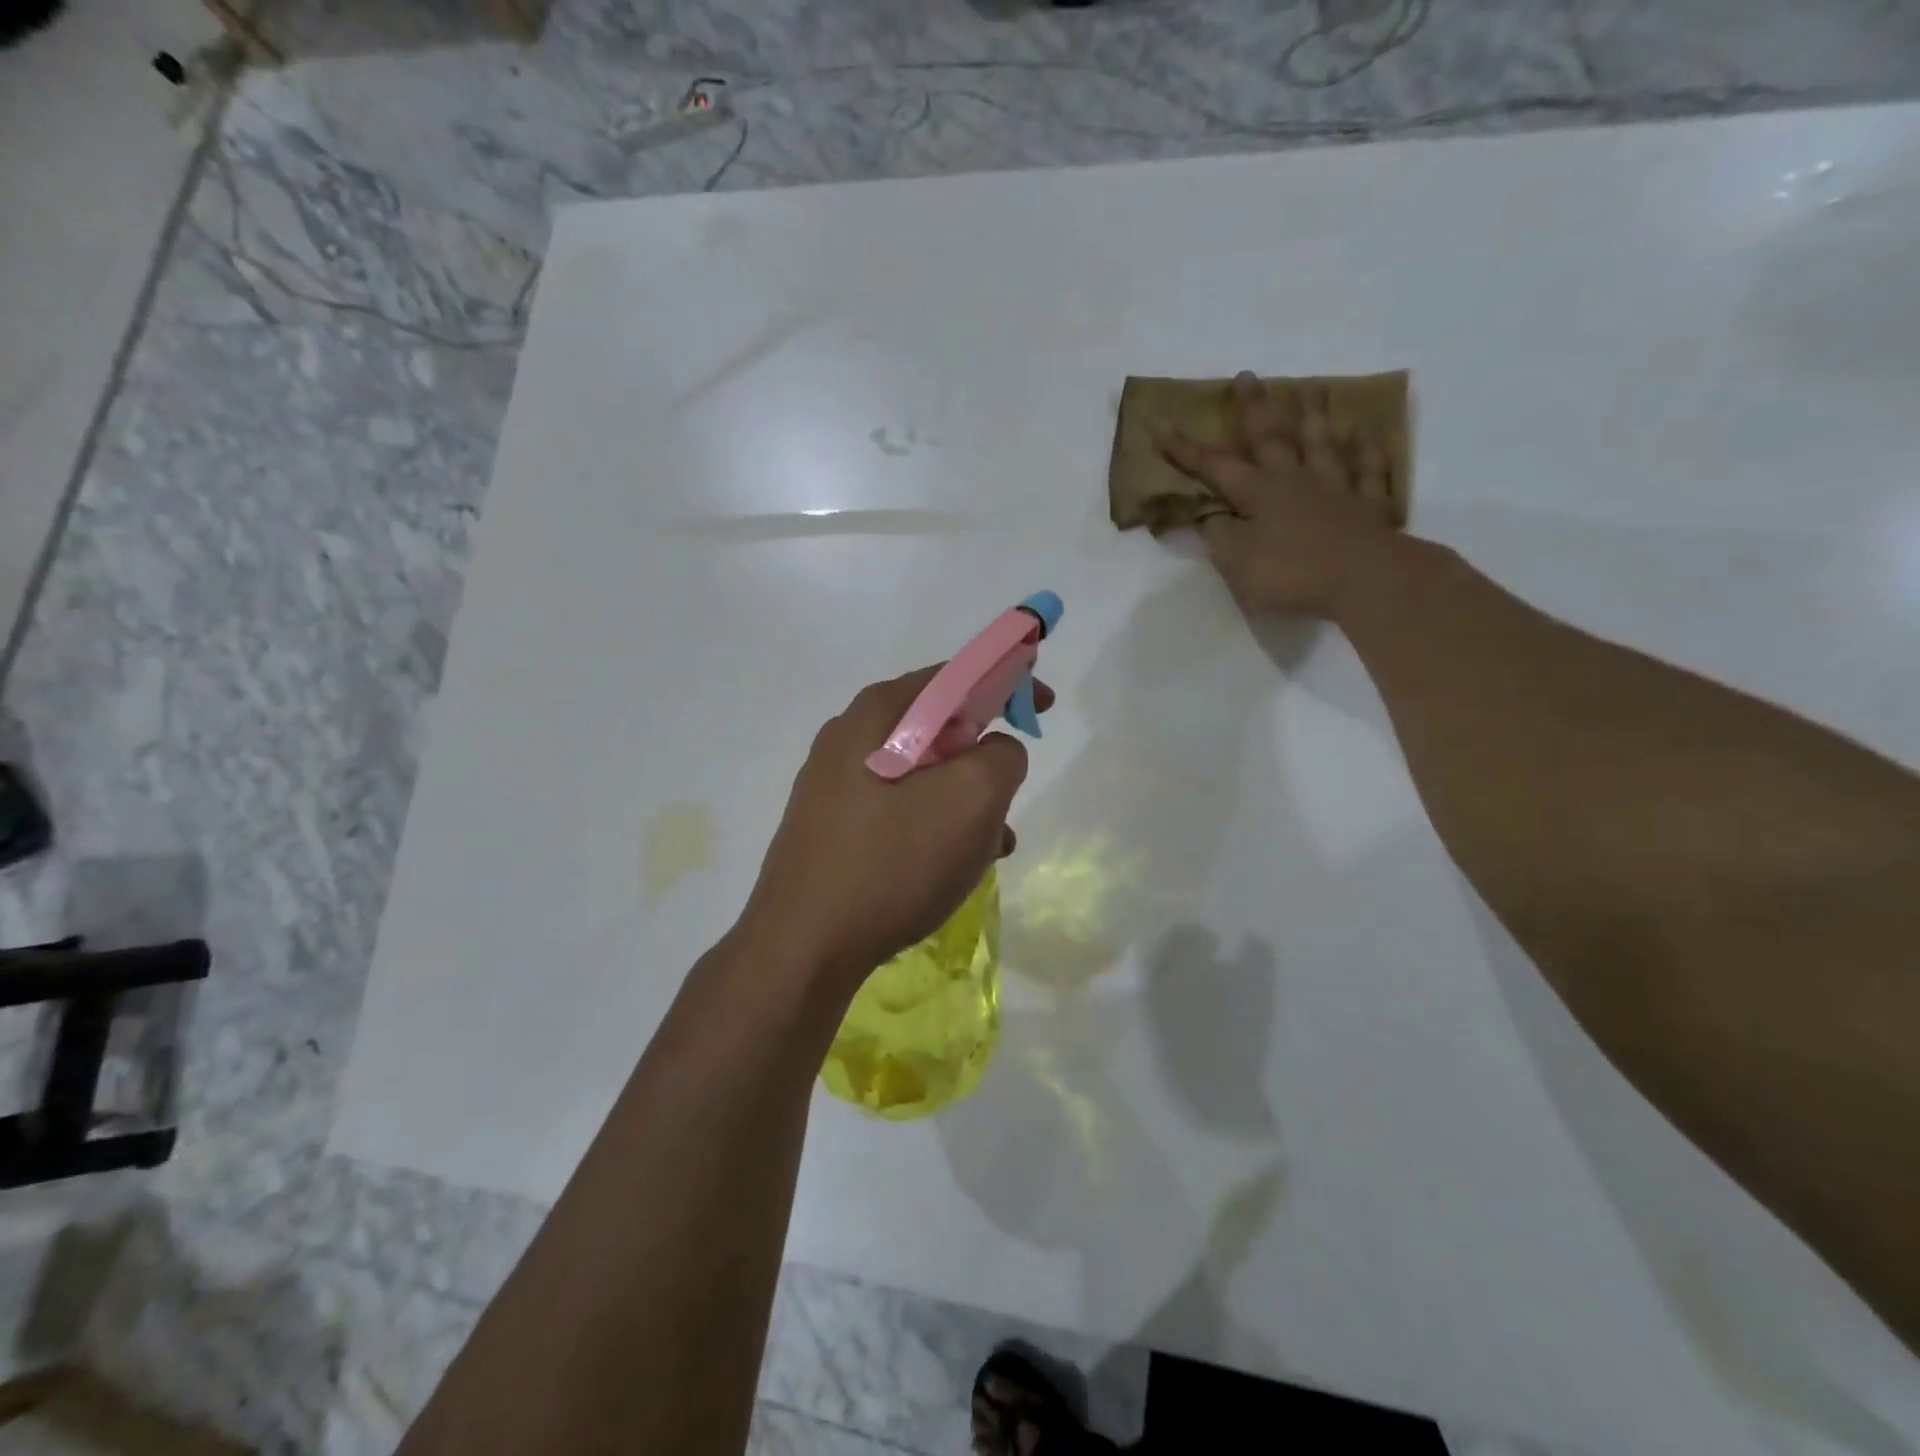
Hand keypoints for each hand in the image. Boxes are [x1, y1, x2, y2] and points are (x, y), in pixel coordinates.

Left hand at [739, 667, 1051, 986]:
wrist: (803, 947)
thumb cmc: (893, 862)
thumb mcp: (972, 799)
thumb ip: (1002, 756)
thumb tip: (995, 750)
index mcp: (879, 712)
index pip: (956, 675)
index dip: (1008, 682)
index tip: (1043, 707)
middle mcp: (849, 735)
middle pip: (938, 726)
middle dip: (984, 756)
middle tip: (1010, 793)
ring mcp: (833, 783)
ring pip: (921, 774)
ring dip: (964, 800)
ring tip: (991, 845)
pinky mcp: (829, 826)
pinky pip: (897, 808)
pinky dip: (933, 824)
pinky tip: (951, 866)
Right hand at [1159, 372, 1398, 620]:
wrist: (1365, 579)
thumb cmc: (1292, 573)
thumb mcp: (1237, 562)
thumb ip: (1220, 535)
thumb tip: (1210, 515)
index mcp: (1258, 494)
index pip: (1215, 467)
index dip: (1186, 449)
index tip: (1161, 425)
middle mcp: (1295, 480)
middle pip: (1271, 437)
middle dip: (1254, 407)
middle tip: (1247, 375)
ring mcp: (1337, 488)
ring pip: (1322, 443)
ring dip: (1314, 415)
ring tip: (1310, 387)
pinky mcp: (1369, 505)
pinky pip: (1368, 471)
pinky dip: (1366, 452)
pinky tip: (1365, 436)